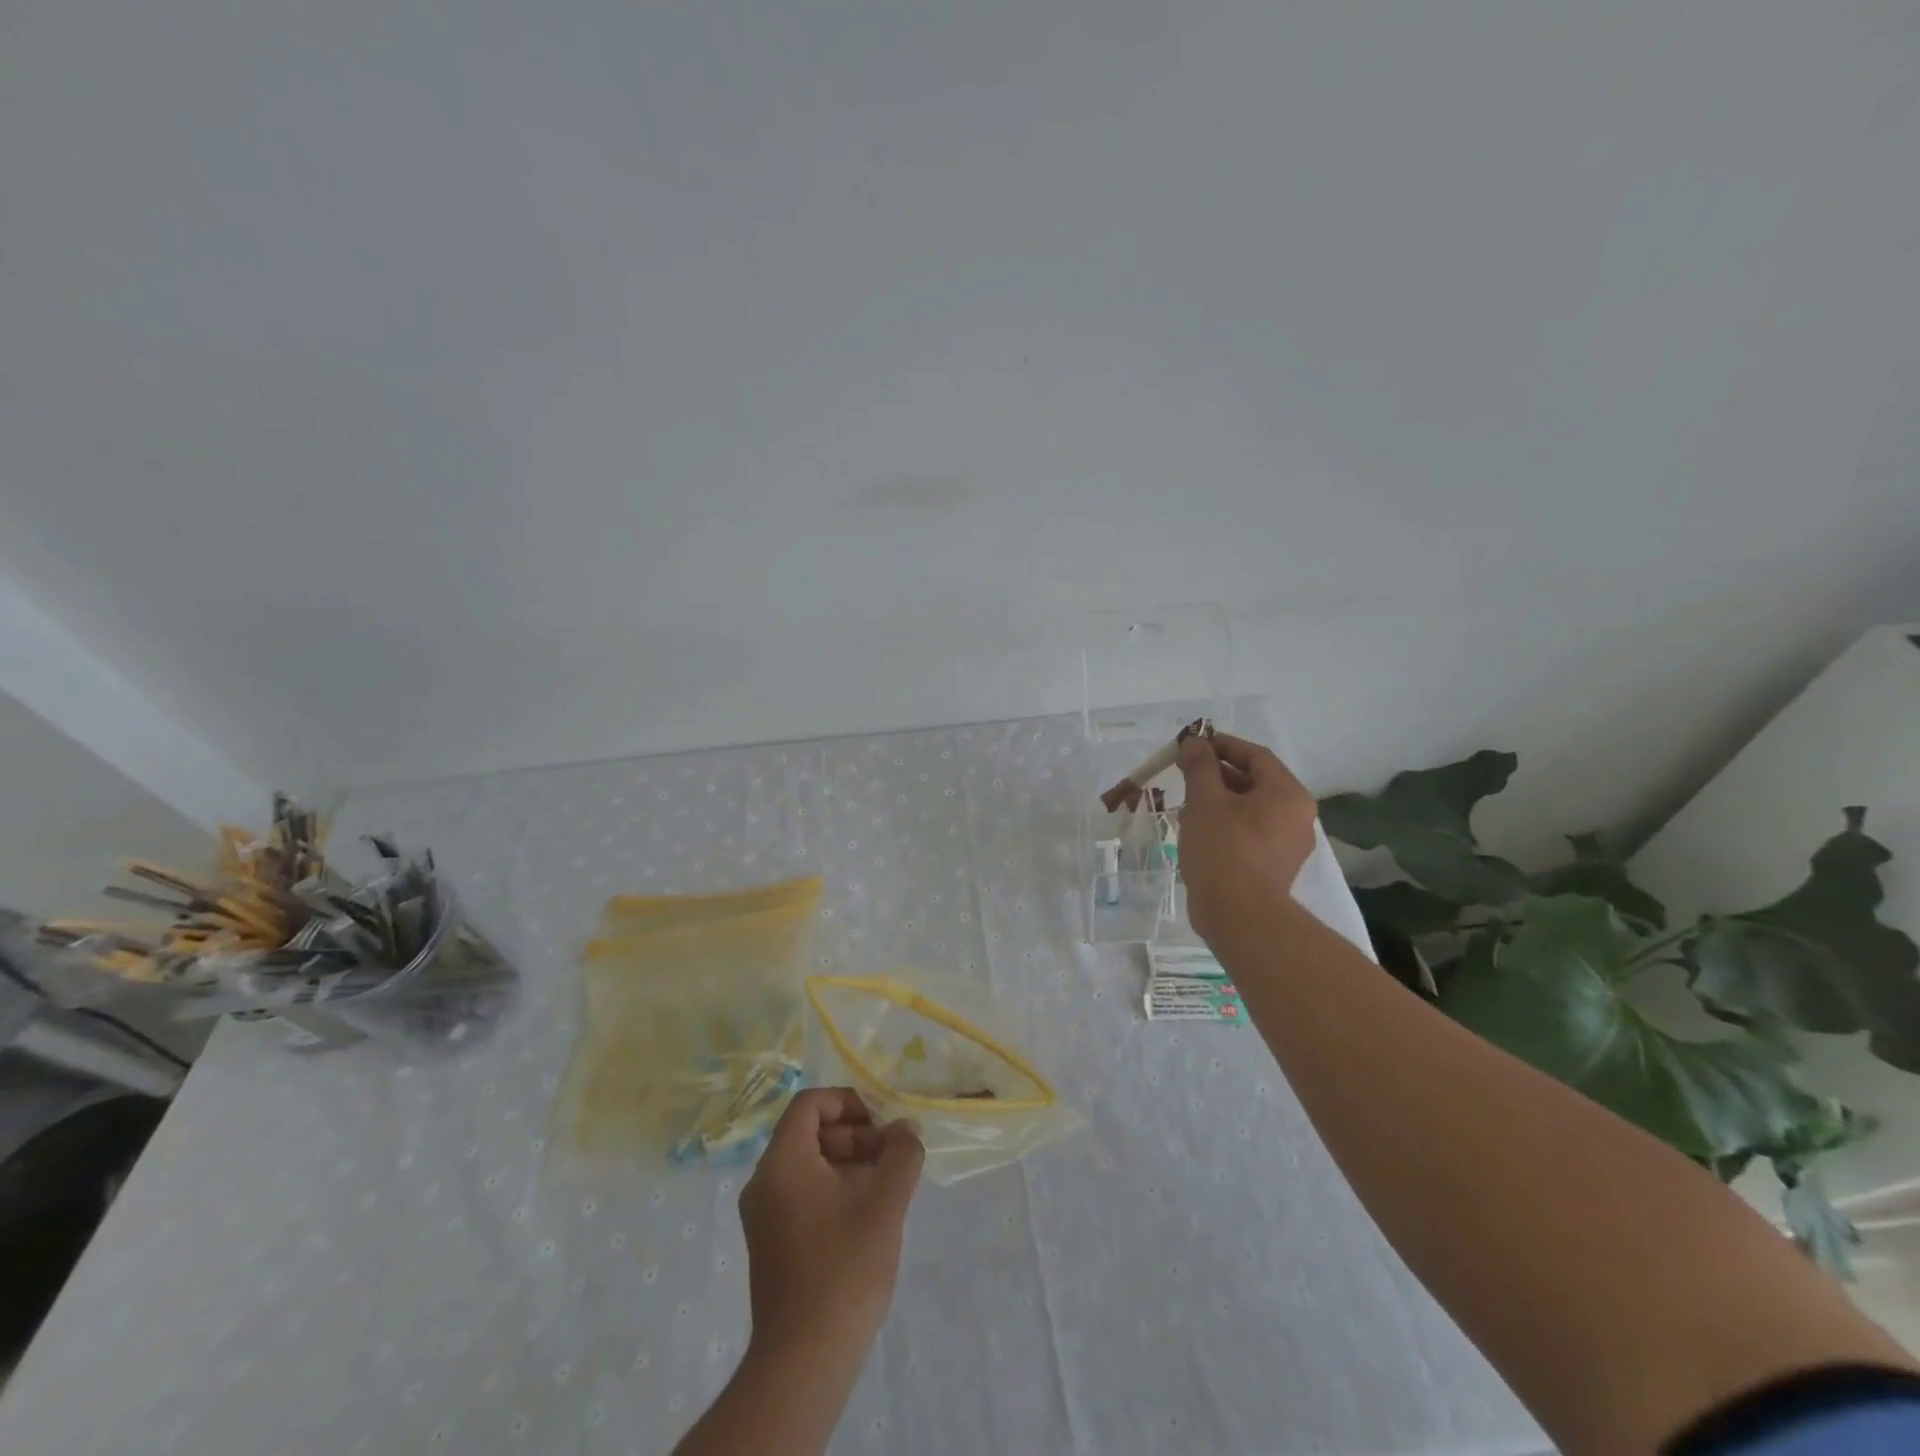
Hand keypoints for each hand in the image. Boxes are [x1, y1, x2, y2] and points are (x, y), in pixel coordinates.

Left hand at [739, 1088, 924, 1360]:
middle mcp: (765, 1182)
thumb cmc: (843, 1268)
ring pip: (809, 1165)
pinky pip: (804, 1194)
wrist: (803, 1362)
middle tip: (893, 1155)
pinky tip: (868, 1215)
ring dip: (850, 1163)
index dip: (847, 1102)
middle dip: (855, 1135)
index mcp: (782, 1162)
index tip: (882, 1123)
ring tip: (888, 1185)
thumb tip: (905, 1130)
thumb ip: (901, 1155)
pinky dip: (836, 1190)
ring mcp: (764, 1216)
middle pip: (810, 1133)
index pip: (810, 1104)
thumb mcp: (884, 1203)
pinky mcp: (772, 1244)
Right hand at [1176, 730, 1319, 940]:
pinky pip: (1249, 833)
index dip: (1222, 745)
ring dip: (1219, 800)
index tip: (1193, 743)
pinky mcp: (1273, 868)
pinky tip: (1197, 830)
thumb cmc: (1224, 848)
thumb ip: (1199, 766)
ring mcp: (1287, 845)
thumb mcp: (1205, 799)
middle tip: (1184, 772)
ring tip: (1186, 801)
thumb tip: (1194, 742)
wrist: (1239, 915)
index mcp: (1288, 794)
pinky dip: (1225, 824)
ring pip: (1250, 809)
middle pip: (1255, 782)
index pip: (1256, 755)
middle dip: (1217, 773)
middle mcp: (1296, 816)